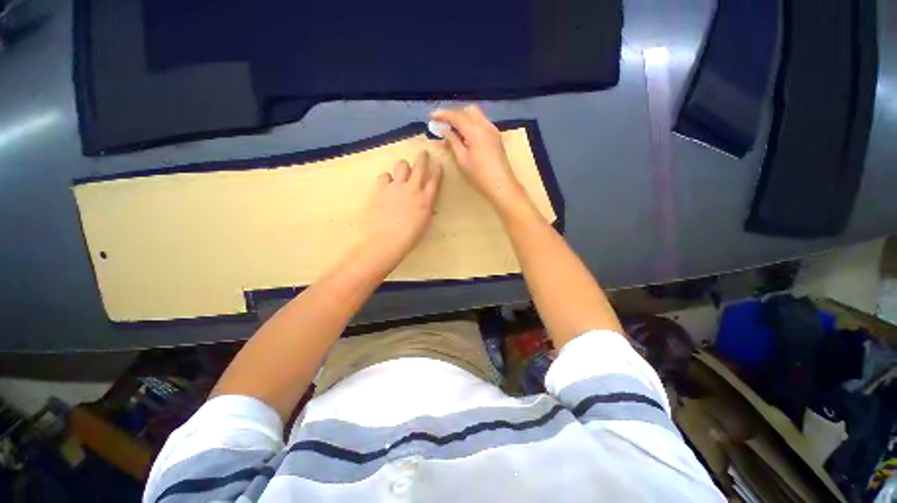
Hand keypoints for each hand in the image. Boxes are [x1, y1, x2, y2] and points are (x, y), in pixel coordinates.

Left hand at [365, 150, 442, 260]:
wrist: (387, 240)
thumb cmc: (409, 237)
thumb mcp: (425, 224)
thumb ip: (427, 210)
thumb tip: (428, 205)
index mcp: (426, 200)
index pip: (435, 180)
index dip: (437, 170)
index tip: (438, 164)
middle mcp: (413, 189)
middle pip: (420, 167)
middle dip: (423, 158)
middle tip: (423, 154)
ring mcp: (396, 187)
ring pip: (402, 165)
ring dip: (404, 166)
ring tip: (402, 171)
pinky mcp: (381, 188)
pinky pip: (385, 176)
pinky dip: (387, 178)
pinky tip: (387, 184)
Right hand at [431, 106, 530, 213]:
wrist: (501, 185)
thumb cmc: (479, 175)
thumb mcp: (462, 159)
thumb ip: (453, 141)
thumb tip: (444, 129)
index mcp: (476, 131)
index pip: (457, 116)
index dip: (443, 115)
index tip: (431, 116)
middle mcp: (485, 126)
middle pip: (468, 111)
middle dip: (455, 114)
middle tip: (444, 125)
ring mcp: (493, 131)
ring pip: (476, 116)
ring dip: (464, 119)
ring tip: (453, 132)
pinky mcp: (496, 138)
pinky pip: (482, 124)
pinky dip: (471, 125)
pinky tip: (465, 137)